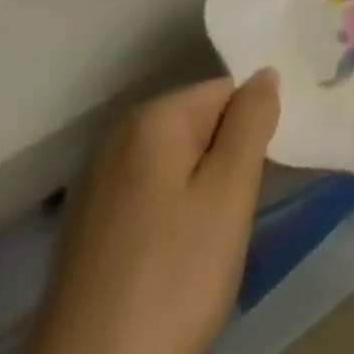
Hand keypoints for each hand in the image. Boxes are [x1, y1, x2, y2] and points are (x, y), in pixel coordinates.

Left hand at [22, 71, 280, 353]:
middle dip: (224, 164)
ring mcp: (97, 187)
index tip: (249, 182)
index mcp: (152, 118)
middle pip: (202, 127)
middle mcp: (118, 139)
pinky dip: (170, 221)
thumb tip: (265, 74)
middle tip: (228, 217)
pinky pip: (151, 199)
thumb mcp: (230, 192)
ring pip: (179, 167)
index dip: (248, 133)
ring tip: (201, 247)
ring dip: (200, 195)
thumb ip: (253, 121)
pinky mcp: (88, 232)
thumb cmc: (171, 279)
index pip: (228, 92)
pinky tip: (170, 265)